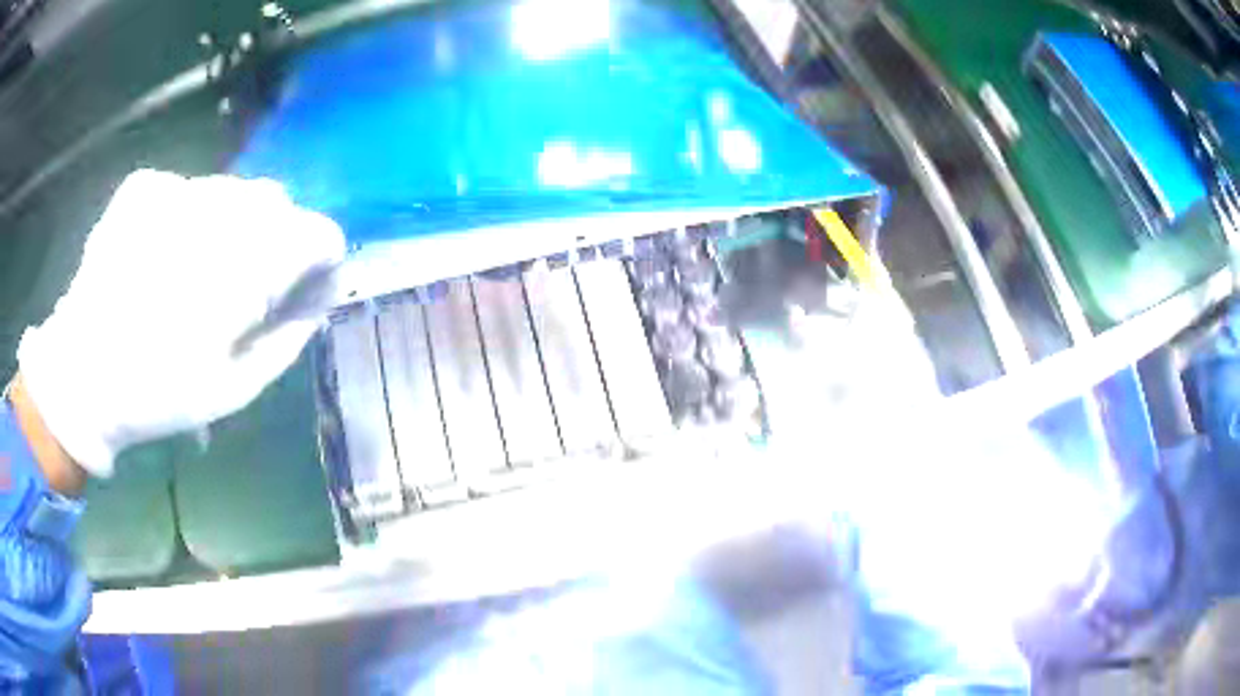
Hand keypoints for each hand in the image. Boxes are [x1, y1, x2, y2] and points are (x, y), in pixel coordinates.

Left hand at [16, 170, 344, 476]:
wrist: (80, 376)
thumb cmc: (159, 393)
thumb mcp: (235, 388)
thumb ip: (287, 339)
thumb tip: (319, 301)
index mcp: (244, 264)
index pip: (317, 233)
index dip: (319, 260)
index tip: (304, 288)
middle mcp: (216, 209)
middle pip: (275, 201)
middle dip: (273, 239)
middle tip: (244, 285)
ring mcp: (175, 189)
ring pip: (232, 189)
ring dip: (230, 225)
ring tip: (197, 270)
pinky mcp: (144, 186)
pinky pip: (187, 188)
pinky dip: (188, 216)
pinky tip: (163, 253)